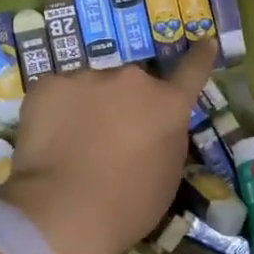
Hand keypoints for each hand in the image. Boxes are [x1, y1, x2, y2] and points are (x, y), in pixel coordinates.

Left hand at [0, 39, 216, 253]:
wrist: (66, 211)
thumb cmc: (128, 207)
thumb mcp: (166, 176)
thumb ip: (165, 139)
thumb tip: (152, 128)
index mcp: (168, 106)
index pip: (191, 72)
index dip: (199, 57)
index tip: (204, 42)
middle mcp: (132, 80)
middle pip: (130, 85)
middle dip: (123, 103)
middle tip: (107, 138)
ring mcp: (88, 77)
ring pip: (90, 88)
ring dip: (88, 107)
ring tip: (73, 145)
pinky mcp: (49, 84)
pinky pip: (57, 93)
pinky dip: (55, 112)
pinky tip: (48, 141)